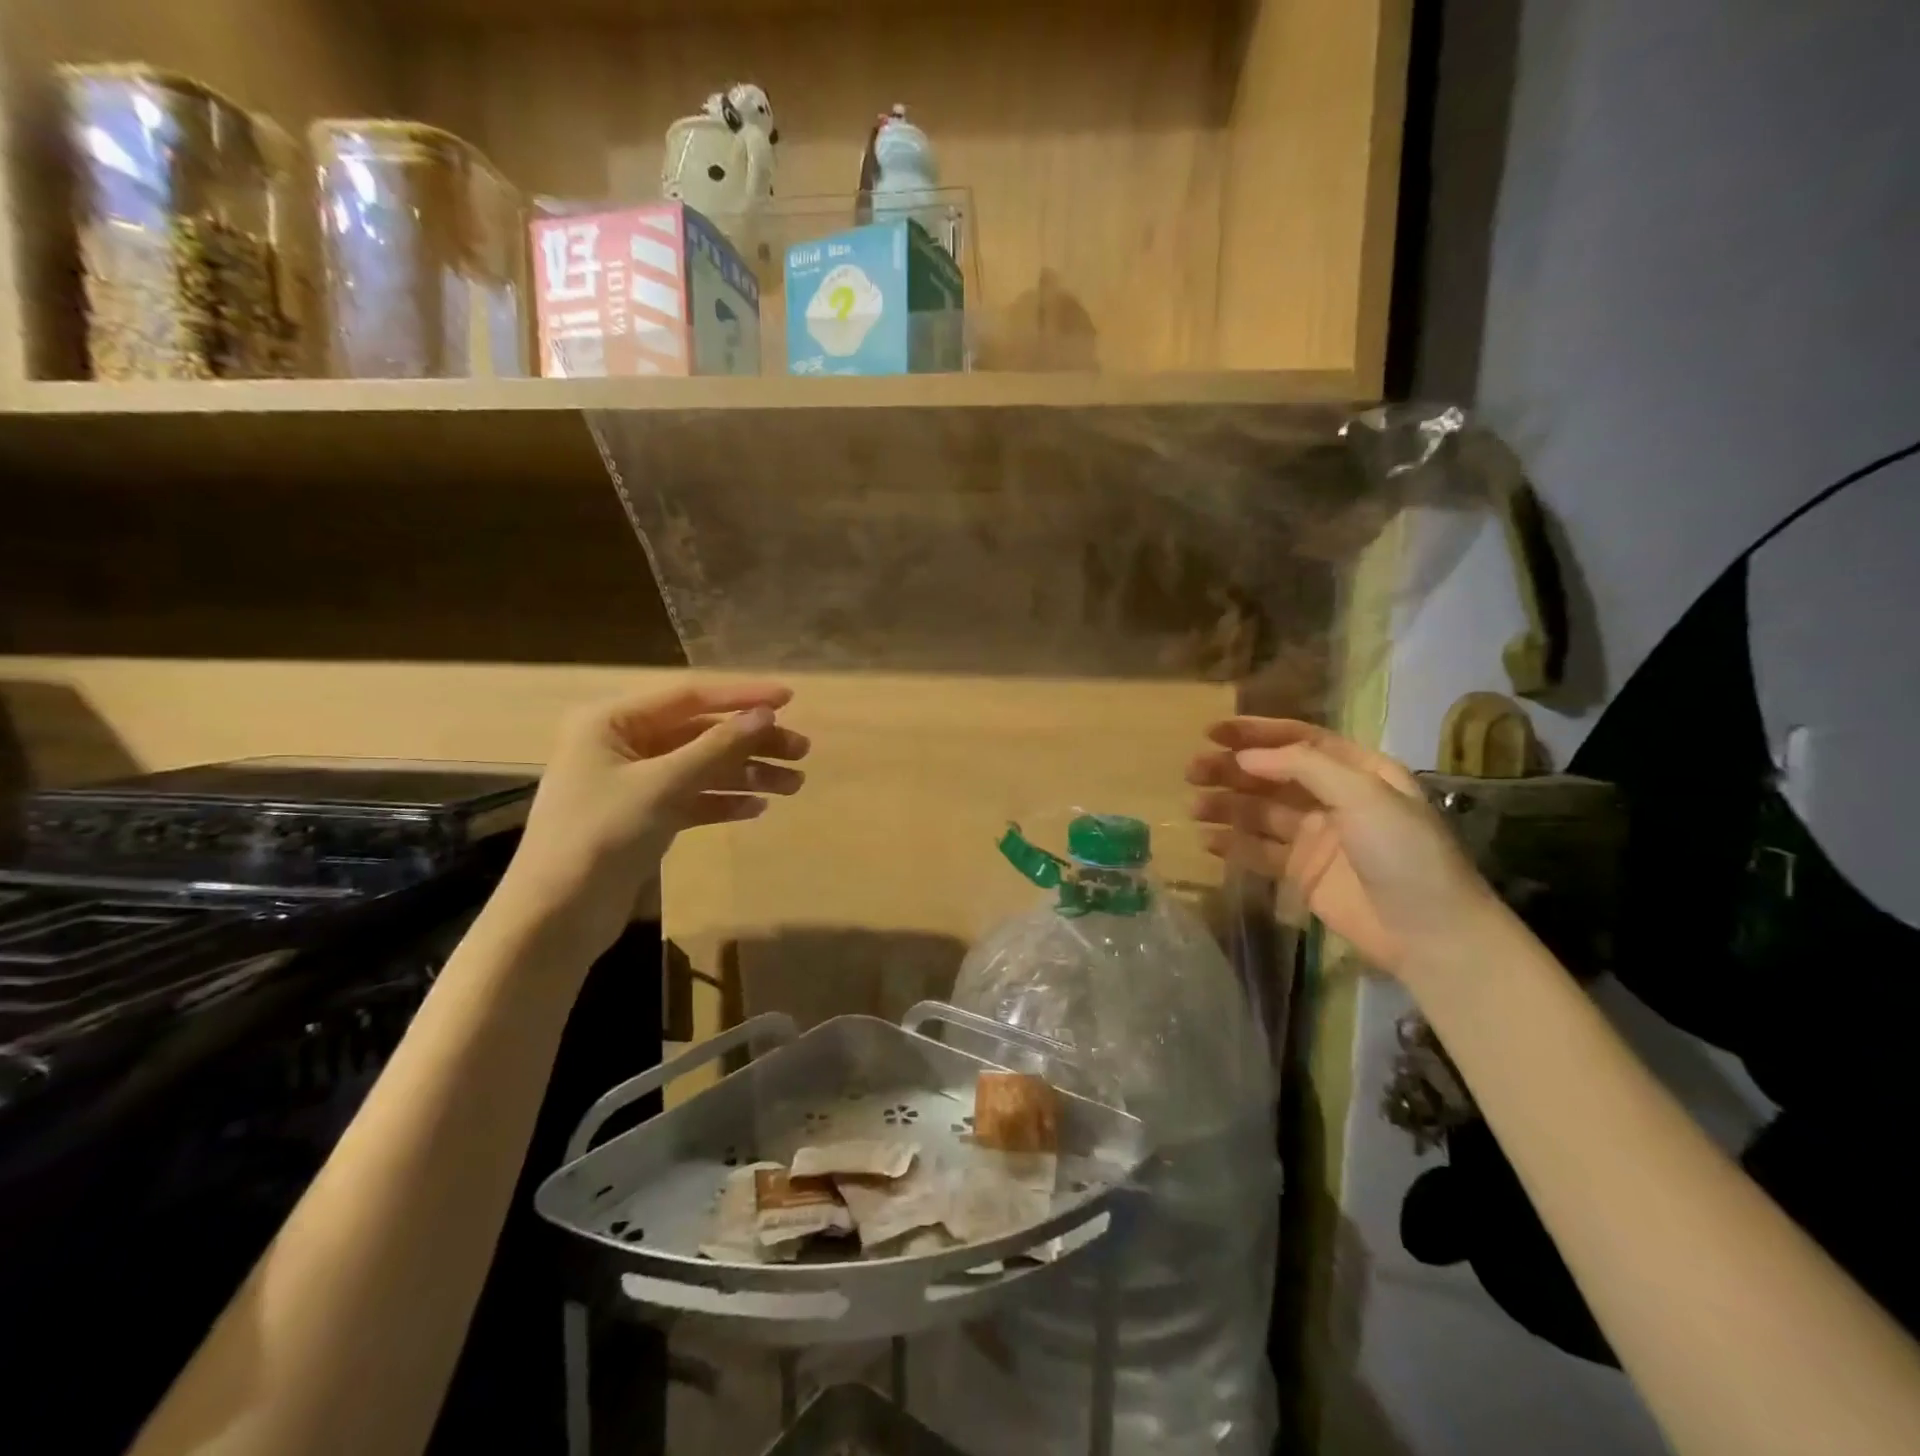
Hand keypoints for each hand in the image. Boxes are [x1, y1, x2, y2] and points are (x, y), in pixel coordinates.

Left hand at [501, 681, 808, 958]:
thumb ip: (717, 747)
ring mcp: (633, 782)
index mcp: (612, 721)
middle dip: (751, 743)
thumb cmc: (601, 836)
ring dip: (746, 774)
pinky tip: (756, 809)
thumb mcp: (663, 785)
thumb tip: (766, 714)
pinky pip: (692, 798)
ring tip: (792, 785)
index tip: (789, 699)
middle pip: (701, 733)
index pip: (689, 696)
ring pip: (701, 767)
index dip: (742, 696)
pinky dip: (723, 801)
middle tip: (801, 752)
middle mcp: (622, 744)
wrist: (556, 917)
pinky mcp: (643, 817)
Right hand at [1188, 718, 1496, 981]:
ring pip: (1259, 812)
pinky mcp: (1302, 872)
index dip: (1256, 733)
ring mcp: (1315, 837)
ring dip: (1226, 806)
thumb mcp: (1363, 795)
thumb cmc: (1403, 853)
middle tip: (1192, 771)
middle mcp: (1333, 798)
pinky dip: (1232, 844)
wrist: (1430, 934)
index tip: (1213, 732)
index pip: (1299, 741)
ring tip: (1194, 808)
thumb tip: (1246, 757)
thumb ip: (1304, 767)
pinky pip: (1259, 851)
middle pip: (1272, 775)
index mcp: (1357, 772)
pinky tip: (1206, 841)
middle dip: (1232, 770)